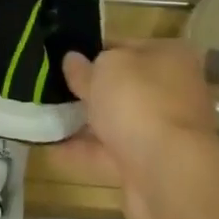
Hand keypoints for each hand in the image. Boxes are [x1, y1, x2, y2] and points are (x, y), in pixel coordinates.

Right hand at [45, 40, 218, 218]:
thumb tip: (72, 60)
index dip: (95, 51)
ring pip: (117, 121)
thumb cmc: (139, 102)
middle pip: (124, 87)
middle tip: (52, 88)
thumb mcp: (105, 70)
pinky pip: (110, 153)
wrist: (167, 171)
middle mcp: (173, 91)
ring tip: (44, 118)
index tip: (66, 59)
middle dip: (91, 90)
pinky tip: (51, 148)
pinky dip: (83, 151)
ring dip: (85, 123)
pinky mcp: (150, 164)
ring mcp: (163, 130)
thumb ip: (85, 66)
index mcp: (170, 57)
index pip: (127, 46)